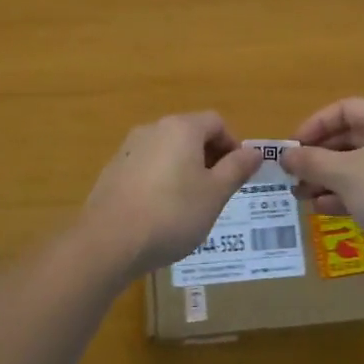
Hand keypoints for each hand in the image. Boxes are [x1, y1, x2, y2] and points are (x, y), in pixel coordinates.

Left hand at [79, 112, 262, 277]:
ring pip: (168, 150)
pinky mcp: (113, 170)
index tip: (237, 175)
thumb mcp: (215, 194)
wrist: (109, 241)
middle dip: (209, 158)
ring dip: (184, 169)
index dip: (233, 145)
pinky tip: (160, 212)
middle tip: (217, 192)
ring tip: (190, 205)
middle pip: (190, 133)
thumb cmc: (172, 214)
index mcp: (182, 128)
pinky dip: (161, 180)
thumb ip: (237, 169)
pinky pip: (147, 166)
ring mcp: (129, 148)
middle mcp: (154, 128)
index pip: (216, 122)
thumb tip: (255, 151)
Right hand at [281, 98, 363, 271]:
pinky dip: (344, 195)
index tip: (293, 146)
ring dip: (326, 178)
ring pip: (356, 166)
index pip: (344, 109)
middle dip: (318, 156)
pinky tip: (321, 209)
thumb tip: (285, 155)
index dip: (315, 124)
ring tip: (300, 195)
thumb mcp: (344, 173)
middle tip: (292, 174)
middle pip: (349, 139)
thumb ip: (312, 161)